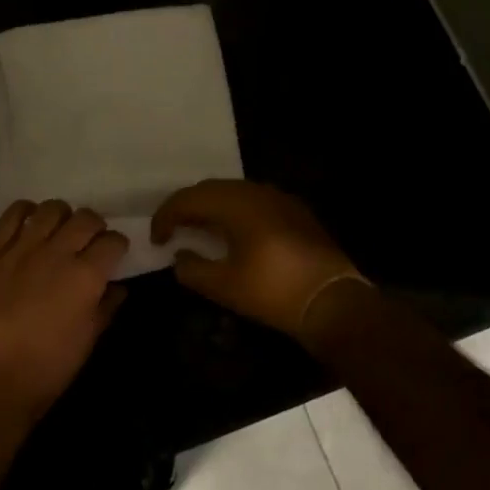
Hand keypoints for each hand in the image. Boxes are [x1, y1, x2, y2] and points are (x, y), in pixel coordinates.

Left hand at [0, 200, 127, 424]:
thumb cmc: (49, 368)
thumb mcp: (88, 340)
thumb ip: (106, 307)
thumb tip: (117, 287)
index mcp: (86, 276)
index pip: (113, 241)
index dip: (118, 245)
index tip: (115, 253)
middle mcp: (57, 253)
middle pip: (86, 218)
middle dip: (95, 226)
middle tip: (90, 241)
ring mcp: (22, 248)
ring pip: (51, 209)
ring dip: (62, 216)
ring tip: (59, 230)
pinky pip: (12, 215)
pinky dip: (25, 212)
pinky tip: (29, 223)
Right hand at [151, 180, 362, 341]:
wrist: (334, 301)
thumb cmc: (273, 292)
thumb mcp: (224, 287)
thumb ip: (192, 269)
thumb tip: (179, 257)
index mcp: (235, 204)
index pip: (188, 199)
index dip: (166, 216)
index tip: (155, 239)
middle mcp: (255, 192)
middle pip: (210, 189)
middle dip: (186, 206)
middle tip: (172, 229)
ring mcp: (279, 198)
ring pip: (233, 192)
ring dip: (211, 206)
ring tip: (199, 228)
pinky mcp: (295, 211)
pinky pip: (254, 200)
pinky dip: (234, 210)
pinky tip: (233, 232)